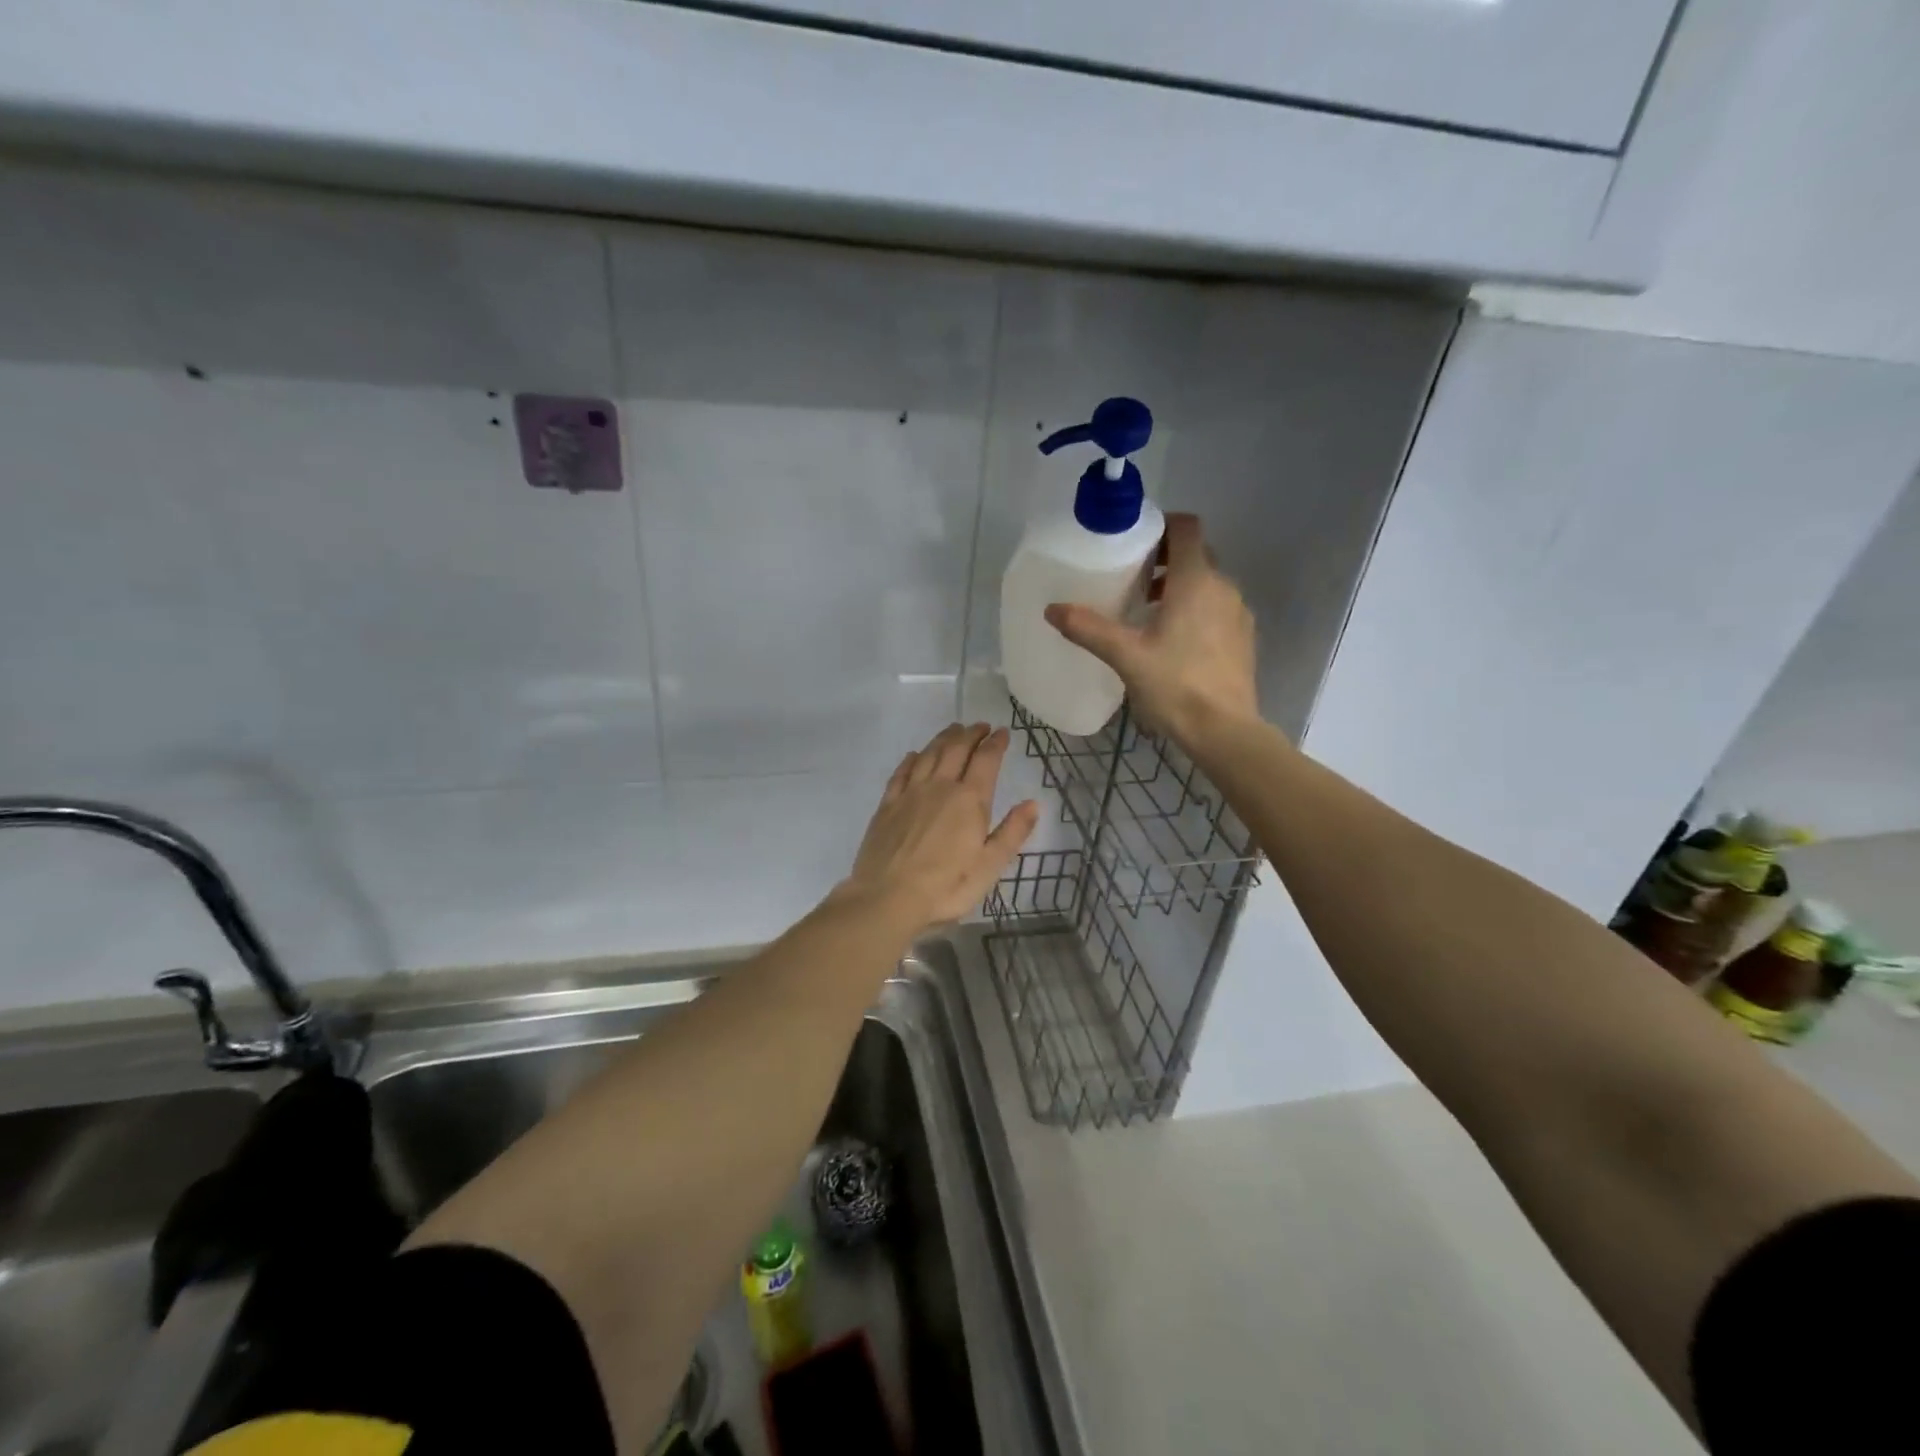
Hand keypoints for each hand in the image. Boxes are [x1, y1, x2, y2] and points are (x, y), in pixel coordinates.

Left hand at [841, 723, 1039, 928]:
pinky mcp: (887, 805)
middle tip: (980, 726)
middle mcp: (940, 787)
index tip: (1002, 732)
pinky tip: (914, 755)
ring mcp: (910, 793)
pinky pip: (901, 772)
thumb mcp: (990, 866)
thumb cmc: (946, 887)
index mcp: (970, 800)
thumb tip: (1033, 803)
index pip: (986, 760)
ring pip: (929, 754)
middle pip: (956, 749)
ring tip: (953, 730)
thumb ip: (1012, 832)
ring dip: (943, 738)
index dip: (995, 743)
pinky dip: (912, 759)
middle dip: (971, 734)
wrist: (887, 897)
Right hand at [1044, 513, 1258, 744]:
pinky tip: (1173, 640)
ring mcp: (1238, 613)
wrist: (1225, 730)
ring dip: (1179, 586)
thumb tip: (1052, 609)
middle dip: (1165, 559)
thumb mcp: (1125, 656)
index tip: (1135, 540)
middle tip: (1132, 578)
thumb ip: (1088, 628)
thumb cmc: (1175, 685)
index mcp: (1196, 580)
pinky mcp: (1243, 638)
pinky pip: (1217, 608)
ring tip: (1147, 611)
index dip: (1162, 524)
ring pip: (1207, 583)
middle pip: (1196, 554)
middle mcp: (1223, 587)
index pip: (1186, 528)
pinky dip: (1196, 609)